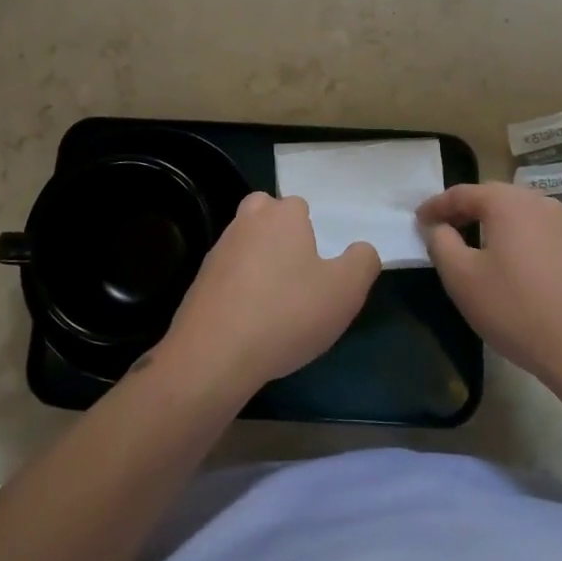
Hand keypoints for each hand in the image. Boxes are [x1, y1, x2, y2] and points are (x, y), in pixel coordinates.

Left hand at [160, 192, 379, 396]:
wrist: (214, 354)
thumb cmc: (287, 313)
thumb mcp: (345, 291)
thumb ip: (362, 262)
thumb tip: (361, 250)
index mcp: (282, 216)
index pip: (299, 206)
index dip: (311, 232)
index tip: (320, 266)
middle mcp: (246, 223)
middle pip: (265, 215)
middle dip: (278, 234)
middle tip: (297, 272)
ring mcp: (217, 252)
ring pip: (244, 245)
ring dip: (258, 264)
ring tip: (276, 304)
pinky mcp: (199, 283)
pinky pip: (227, 277)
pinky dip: (239, 291)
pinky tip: (251, 322)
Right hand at [419, 183, 561, 383]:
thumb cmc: (515, 308)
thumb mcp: (462, 277)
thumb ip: (441, 243)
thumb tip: (437, 227)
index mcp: (509, 202)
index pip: (462, 193)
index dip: (435, 206)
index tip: (417, 220)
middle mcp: (540, 202)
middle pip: (493, 198)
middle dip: (465, 211)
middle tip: (442, 230)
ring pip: (518, 215)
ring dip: (492, 225)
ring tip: (473, 247)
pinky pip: (537, 233)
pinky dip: (516, 239)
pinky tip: (509, 266)